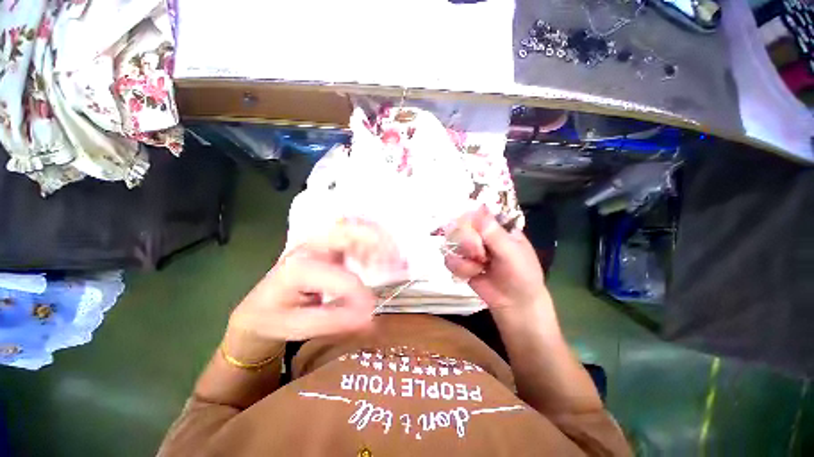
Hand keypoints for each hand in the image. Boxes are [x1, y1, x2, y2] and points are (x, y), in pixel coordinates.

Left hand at [227, 220, 403, 353]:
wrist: (259, 307)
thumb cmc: (274, 318)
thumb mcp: (298, 327)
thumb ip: (335, 321)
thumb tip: (370, 318)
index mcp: (298, 267)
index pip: (340, 276)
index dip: (360, 293)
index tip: (372, 311)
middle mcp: (310, 246)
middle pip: (349, 231)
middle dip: (379, 243)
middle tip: (398, 261)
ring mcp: (320, 242)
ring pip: (355, 228)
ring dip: (379, 241)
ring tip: (395, 260)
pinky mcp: (329, 245)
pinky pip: (356, 236)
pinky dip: (373, 244)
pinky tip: (381, 260)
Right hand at [445, 206, 549, 310]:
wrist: (514, 303)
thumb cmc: (521, 275)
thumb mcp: (512, 253)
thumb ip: (494, 234)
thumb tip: (479, 209)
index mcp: (496, 226)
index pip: (476, 213)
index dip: (469, 220)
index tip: (473, 232)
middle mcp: (480, 234)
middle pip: (459, 226)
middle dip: (467, 243)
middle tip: (480, 254)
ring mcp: (468, 248)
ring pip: (451, 243)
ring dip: (464, 258)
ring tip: (479, 267)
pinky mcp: (461, 262)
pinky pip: (449, 259)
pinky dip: (460, 268)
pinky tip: (473, 274)